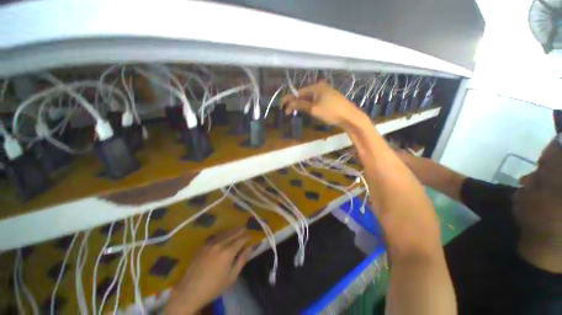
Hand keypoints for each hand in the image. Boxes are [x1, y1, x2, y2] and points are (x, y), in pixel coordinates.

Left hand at [165, 229, 252, 314]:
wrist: (190, 292)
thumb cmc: (214, 287)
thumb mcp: (231, 277)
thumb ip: (242, 260)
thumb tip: (250, 248)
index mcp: (228, 252)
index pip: (240, 240)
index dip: (246, 237)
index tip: (250, 235)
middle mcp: (220, 245)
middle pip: (232, 234)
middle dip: (240, 230)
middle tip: (245, 228)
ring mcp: (210, 244)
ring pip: (224, 233)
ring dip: (232, 230)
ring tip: (237, 229)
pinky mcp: (203, 247)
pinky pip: (215, 236)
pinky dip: (222, 234)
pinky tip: (224, 234)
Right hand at [280, 81, 361, 126]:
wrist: (349, 116)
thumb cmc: (331, 112)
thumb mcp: (314, 109)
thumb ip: (300, 105)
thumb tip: (289, 104)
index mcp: (316, 87)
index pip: (298, 92)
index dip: (289, 99)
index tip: (282, 106)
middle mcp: (320, 87)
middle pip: (303, 94)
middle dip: (295, 102)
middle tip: (288, 111)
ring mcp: (325, 92)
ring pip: (309, 98)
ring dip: (302, 104)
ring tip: (295, 111)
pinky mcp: (329, 98)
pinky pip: (315, 100)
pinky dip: (309, 105)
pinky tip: (307, 110)